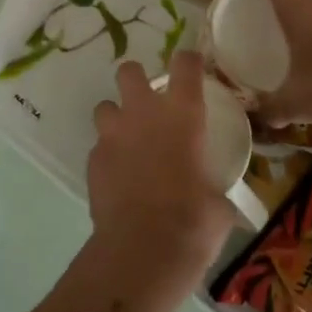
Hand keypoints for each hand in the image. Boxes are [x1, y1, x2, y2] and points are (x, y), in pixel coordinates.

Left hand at [87, 53, 233, 265]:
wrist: (143, 250)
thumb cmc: (194, 222)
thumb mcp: (219, 204)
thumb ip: (215, 187)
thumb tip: (217, 198)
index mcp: (183, 115)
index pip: (185, 65)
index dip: (188, 61)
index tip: (192, 67)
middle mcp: (144, 114)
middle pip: (129, 72)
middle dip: (136, 79)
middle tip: (148, 102)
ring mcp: (113, 135)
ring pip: (105, 106)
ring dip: (116, 117)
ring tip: (128, 140)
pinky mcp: (92, 161)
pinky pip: (99, 147)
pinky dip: (108, 155)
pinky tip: (119, 177)